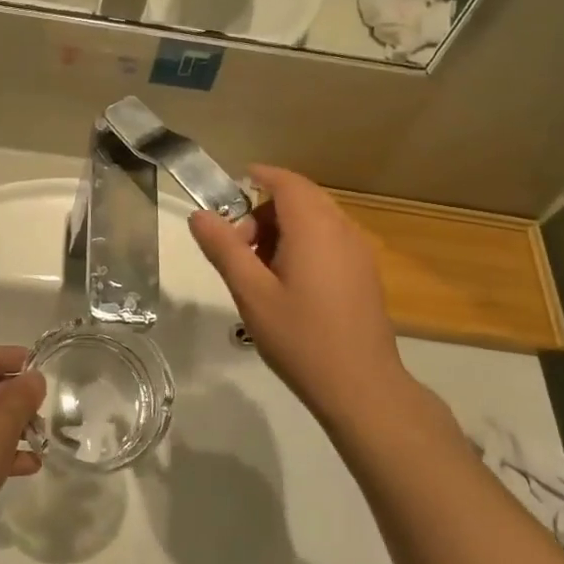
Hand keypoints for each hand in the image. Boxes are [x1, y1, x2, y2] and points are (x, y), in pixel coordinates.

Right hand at [188, 166, 410, 431]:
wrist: (360, 386)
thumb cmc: (300, 337)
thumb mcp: (251, 292)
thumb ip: (223, 248)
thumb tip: (199, 215)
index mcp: (314, 227)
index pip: (286, 182)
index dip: (258, 177)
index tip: (230, 191)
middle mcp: (342, 229)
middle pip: (300, 199)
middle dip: (264, 212)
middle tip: (237, 248)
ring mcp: (358, 252)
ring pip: (316, 220)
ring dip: (283, 230)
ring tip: (258, 271)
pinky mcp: (365, 274)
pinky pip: (330, 240)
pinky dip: (303, 245)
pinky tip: (287, 285)